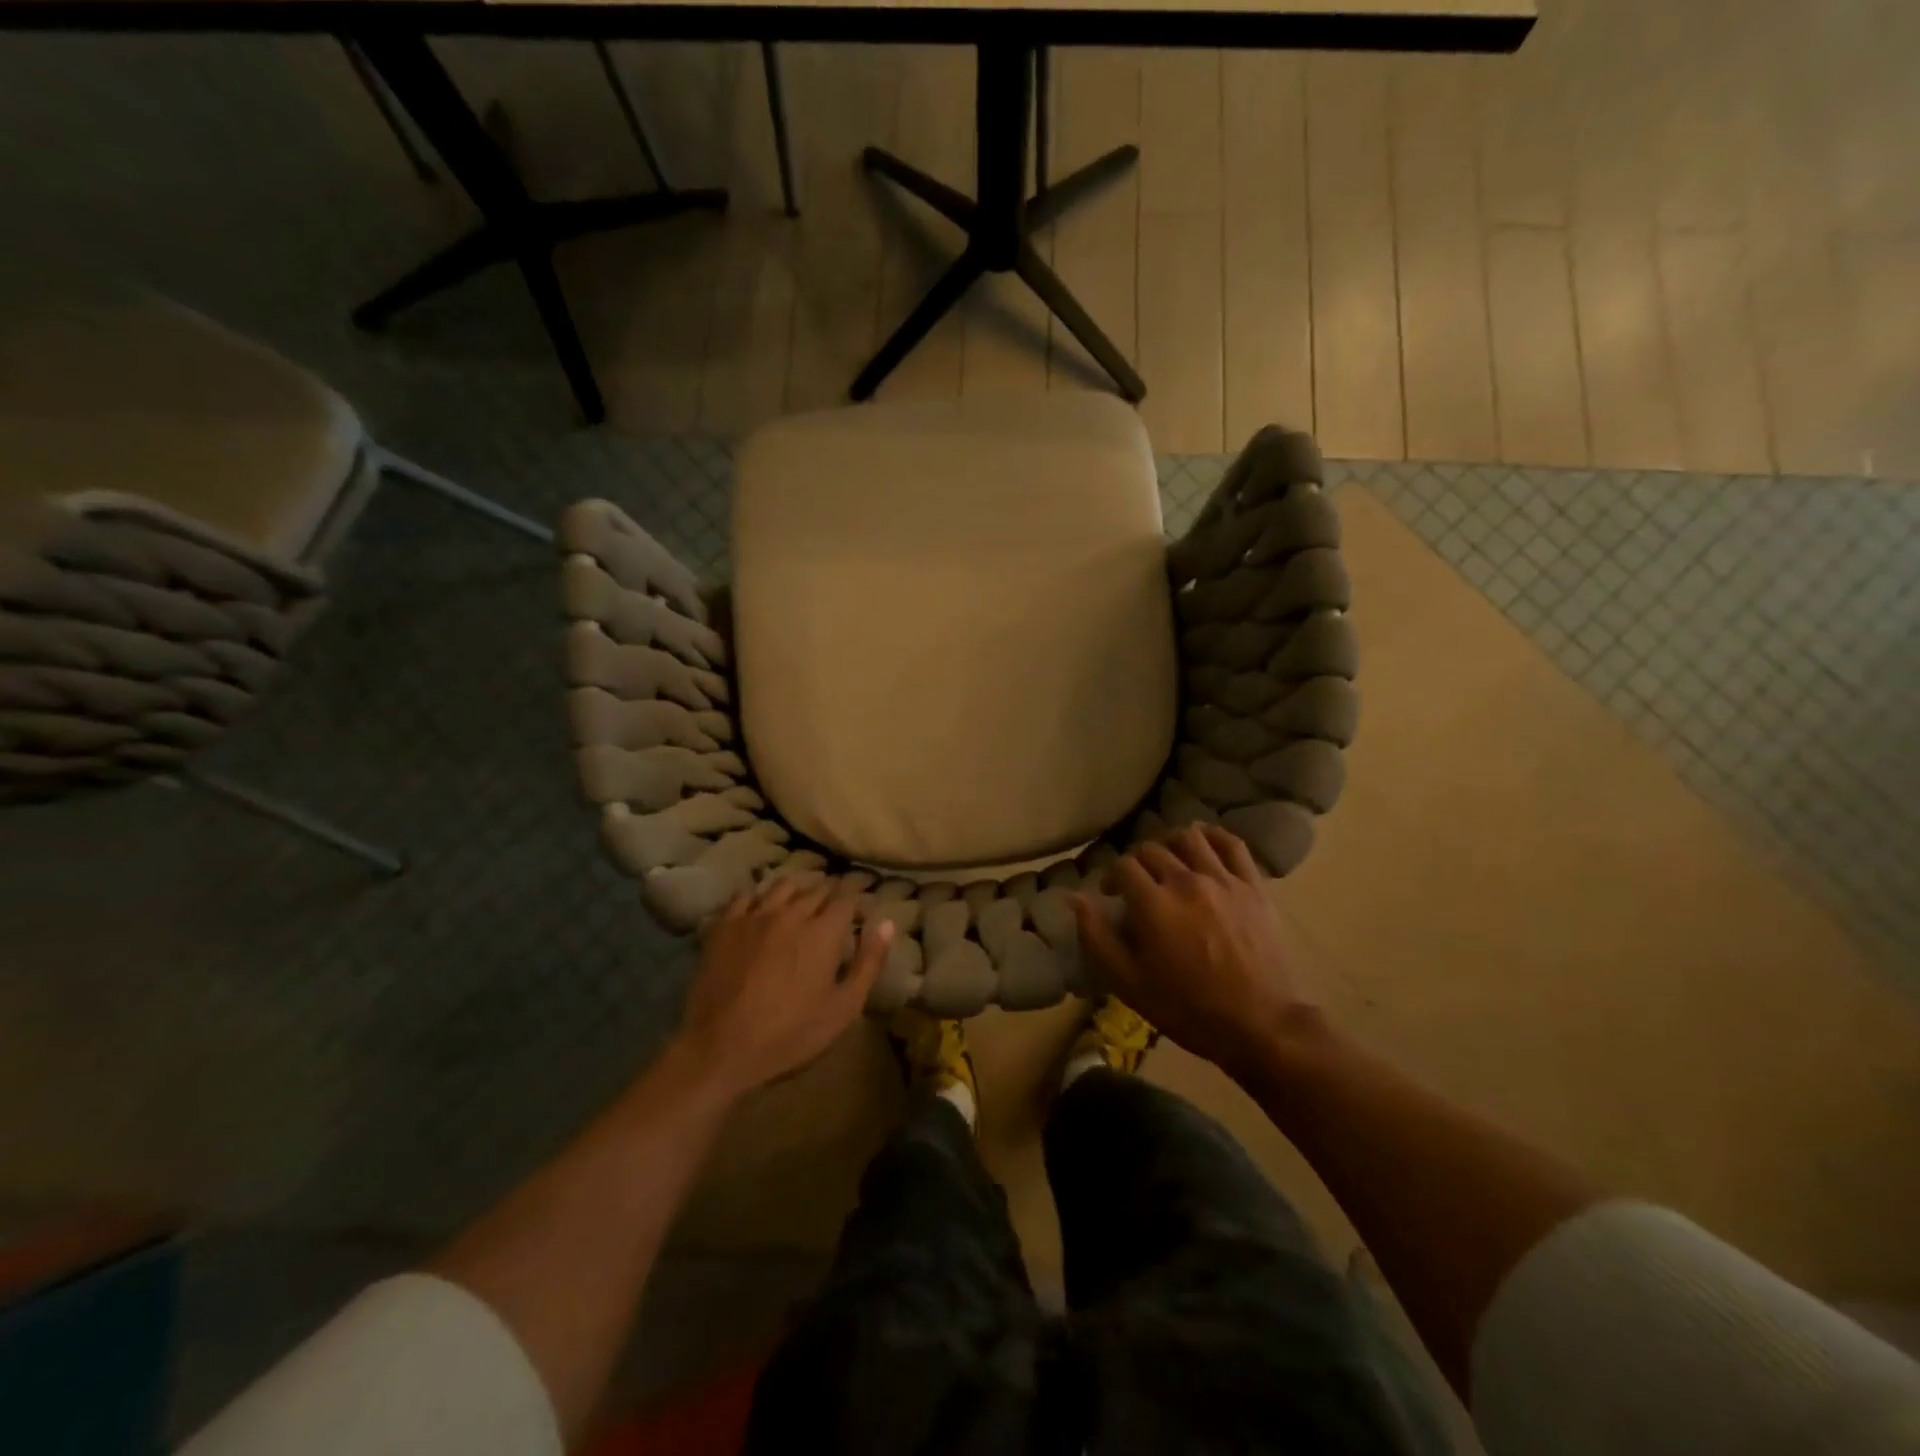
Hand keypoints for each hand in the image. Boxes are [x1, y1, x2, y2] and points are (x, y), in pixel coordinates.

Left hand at [676, 878, 893, 1099]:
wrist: (720, 1048)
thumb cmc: (790, 1034)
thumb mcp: (843, 1008)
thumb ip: (868, 963)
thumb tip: (887, 923)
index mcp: (823, 931)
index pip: (846, 898)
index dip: (857, 896)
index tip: (863, 899)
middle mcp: (791, 913)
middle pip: (816, 888)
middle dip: (832, 890)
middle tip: (838, 897)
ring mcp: (754, 916)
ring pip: (782, 886)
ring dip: (800, 885)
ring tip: (806, 890)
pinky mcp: (724, 926)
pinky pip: (745, 895)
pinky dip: (760, 893)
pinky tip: (762, 901)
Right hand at [1072, 825, 1319, 1078]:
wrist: (1259, 1025)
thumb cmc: (1188, 1008)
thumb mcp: (1128, 983)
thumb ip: (1096, 937)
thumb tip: (1076, 899)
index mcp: (1153, 903)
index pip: (1123, 866)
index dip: (1111, 877)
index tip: (1111, 895)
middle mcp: (1185, 881)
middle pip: (1152, 849)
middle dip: (1137, 862)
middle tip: (1138, 884)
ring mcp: (1223, 880)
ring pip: (1189, 837)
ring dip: (1171, 843)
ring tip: (1169, 862)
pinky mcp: (1253, 886)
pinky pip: (1232, 844)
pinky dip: (1214, 836)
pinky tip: (1204, 842)